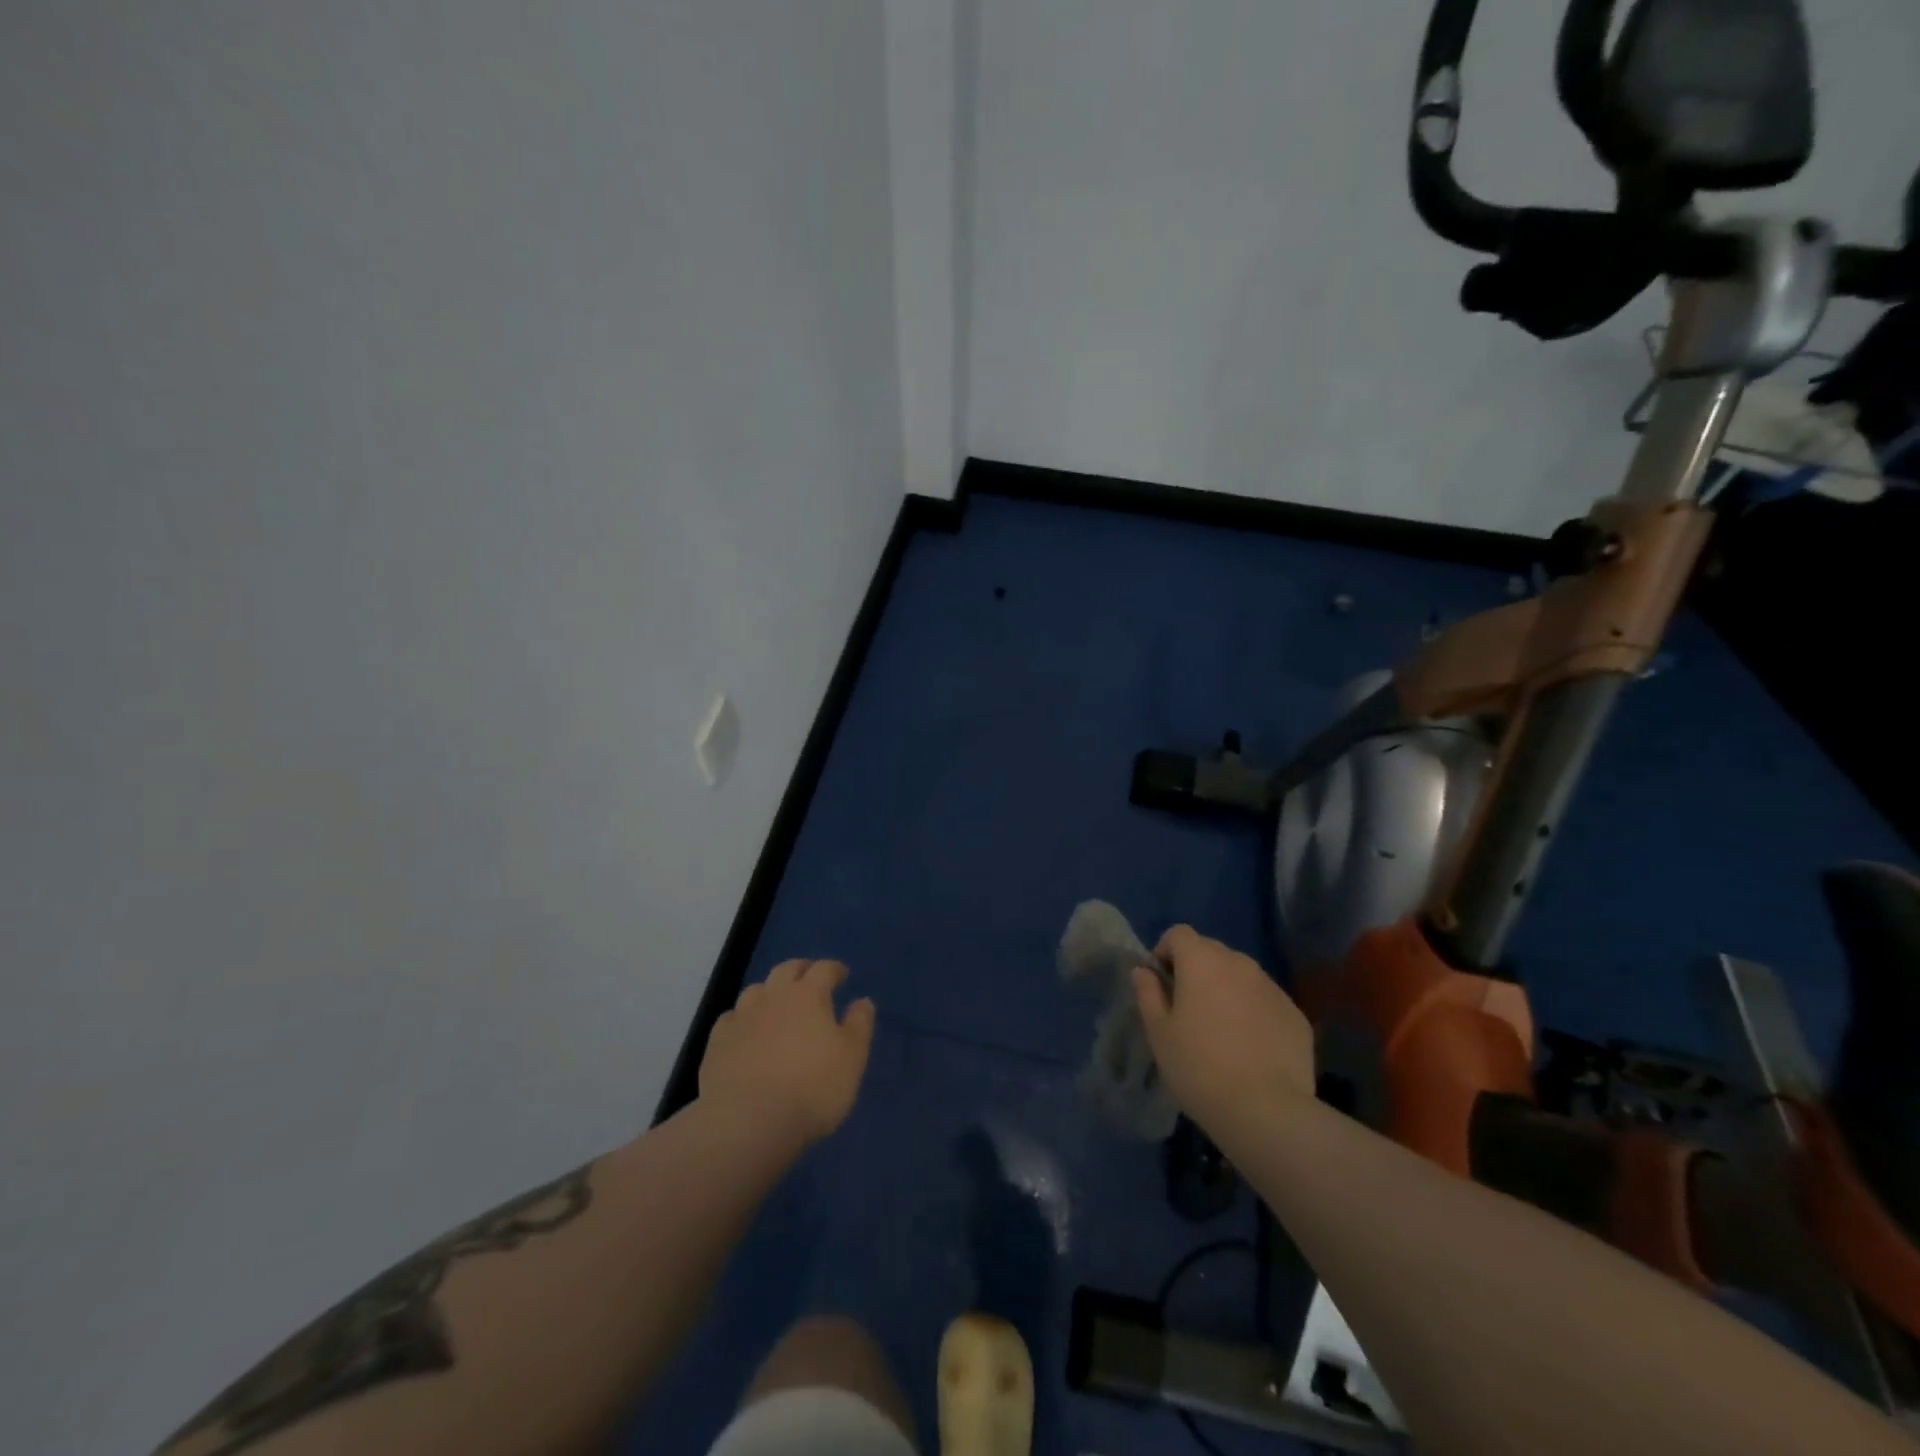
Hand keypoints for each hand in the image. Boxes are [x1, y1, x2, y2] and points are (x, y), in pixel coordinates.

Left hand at [698, 959, 875, 1145]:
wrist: (748, 1122)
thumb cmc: (812, 1087)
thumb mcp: (852, 1058)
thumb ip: (859, 1025)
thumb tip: (862, 1001)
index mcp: (808, 995)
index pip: (823, 969)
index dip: (834, 969)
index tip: (842, 975)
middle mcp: (773, 997)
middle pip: (786, 970)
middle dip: (800, 970)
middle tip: (809, 977)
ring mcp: (741, 1018)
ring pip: (756, 991)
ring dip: (769, 992)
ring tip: (776, 1004)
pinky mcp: (717, 1043)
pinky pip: (731, 1019)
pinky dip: (742, 1019)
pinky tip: (745, 1032)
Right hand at [1132, 926, 1313, 1131]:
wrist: (1266, 1111)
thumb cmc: (1199, 1067)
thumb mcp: (1159, 1033)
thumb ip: (1148, 993)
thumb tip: (1144, 971)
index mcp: (1202, 961)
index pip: (1179, 934)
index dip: (1165, 952)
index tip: (1161, 983)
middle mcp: (1240, 964)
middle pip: (1211, 951)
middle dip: (1196, 970)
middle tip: (1187, 1009)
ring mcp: (1272, 988)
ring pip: (1241, 976)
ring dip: (1226, 989)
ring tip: (1220, 1030)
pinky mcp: (1296, 1015)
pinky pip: (1265, 1001)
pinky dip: (1253, 1012)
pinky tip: (1250, 1048)